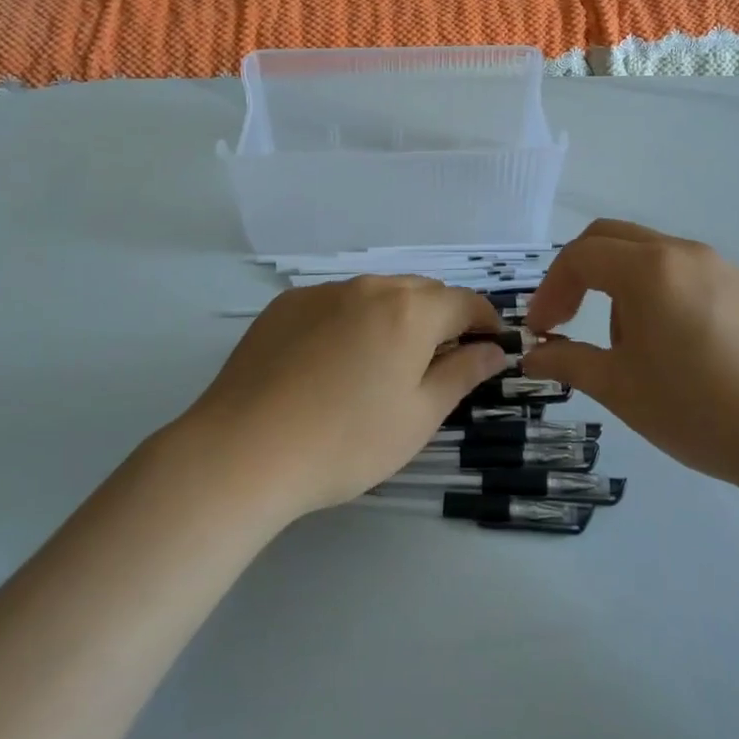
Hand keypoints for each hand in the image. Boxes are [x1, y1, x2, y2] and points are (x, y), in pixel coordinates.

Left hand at [171, 277, 510, 521]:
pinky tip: (333, 362)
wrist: (244, 450)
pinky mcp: (286, 305)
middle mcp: (370, 288)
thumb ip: (462, 374)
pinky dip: (352, 320)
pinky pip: (337, 303)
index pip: (465, 302)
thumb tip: (493, 349)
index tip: (491, 346)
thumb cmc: (347, 441)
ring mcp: (323, 292)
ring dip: (396, 317)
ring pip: (377, 294)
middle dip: (442, 318)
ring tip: (384, 363)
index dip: (485, 321)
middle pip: (422, 292)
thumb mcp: (419, 416)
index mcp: (411, 311)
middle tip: (439, 363)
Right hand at [522, 219, 738, 489]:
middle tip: (566, 318)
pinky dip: (658, 291)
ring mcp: (720, 265)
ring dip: (619, 284)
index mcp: (649, 269)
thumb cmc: (699, 409)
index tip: (540, 329)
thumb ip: (569, 361)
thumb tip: (533, 355)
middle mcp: (683, 252)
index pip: (580, 256)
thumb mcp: (621, 389)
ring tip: (627, 346)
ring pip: (649, 253)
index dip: (550, 289)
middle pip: (611, 238)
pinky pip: (685, 272)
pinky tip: (674, 345)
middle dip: (579, 273)